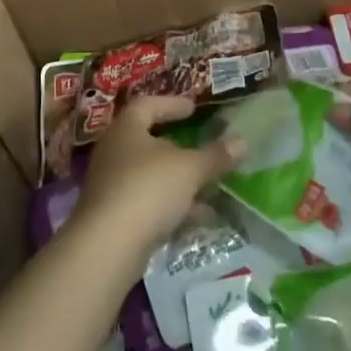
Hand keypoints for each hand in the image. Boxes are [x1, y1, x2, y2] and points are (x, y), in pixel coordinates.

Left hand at [74, 94, 244, 254]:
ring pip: (149, 174)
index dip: (172, 104)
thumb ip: (215, 155)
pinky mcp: (113, 217)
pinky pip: (147, 202)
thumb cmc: (148, 189)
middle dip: (176, 146)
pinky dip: (171, 205)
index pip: (148, 104)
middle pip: (147, 141)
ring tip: (206, 185)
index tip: (193, 108)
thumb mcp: (190, 169)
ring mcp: (111, 185)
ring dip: (176, 179)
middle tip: (200, 147)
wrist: (107, 247)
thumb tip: (243, 141)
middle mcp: (114, 151)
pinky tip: (196, 217)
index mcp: (127, 128)